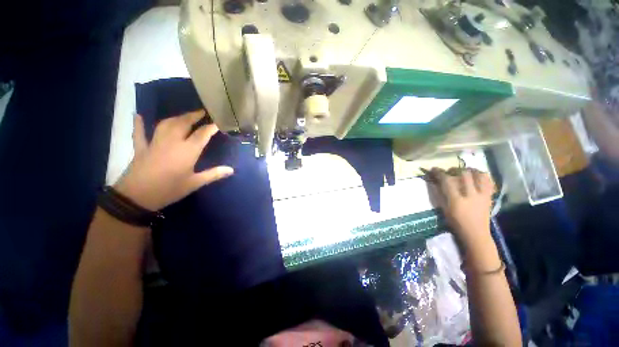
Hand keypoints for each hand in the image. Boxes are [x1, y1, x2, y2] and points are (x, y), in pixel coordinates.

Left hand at [114, 110, 233, 210]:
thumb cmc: (169, 189)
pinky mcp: (141, 148)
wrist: (137, 197)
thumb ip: (213, 174)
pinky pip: (139, 133)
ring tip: (184, 115)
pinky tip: (138, 115)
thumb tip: (231, 170)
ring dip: (176, 118)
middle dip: (194, 116)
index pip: (202, 134)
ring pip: (165, 124)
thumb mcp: (195, 183)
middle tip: (202, 111)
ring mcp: (154, 143)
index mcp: (187, 150)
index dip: (211, 127)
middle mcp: (172, 142)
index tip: (219, 121)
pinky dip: (139, 124)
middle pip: (183, 123)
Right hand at [429, 167, 494, 245]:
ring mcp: (482, 195)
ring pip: (479, 175)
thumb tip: (436, 182)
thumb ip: (440, 194)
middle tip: (450, 171)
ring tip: (465, 171)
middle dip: (455, 169)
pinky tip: (477, 176)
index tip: (434, 169)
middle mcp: (471, 195)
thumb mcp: (444, 209)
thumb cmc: (456, 223)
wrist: (476, 234)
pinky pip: (489, 181)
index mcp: (457, 200)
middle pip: (464, 174)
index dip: (439, 173)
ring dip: (471, 170)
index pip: (447, 181)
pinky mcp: (489, 197)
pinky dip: (483, 176)